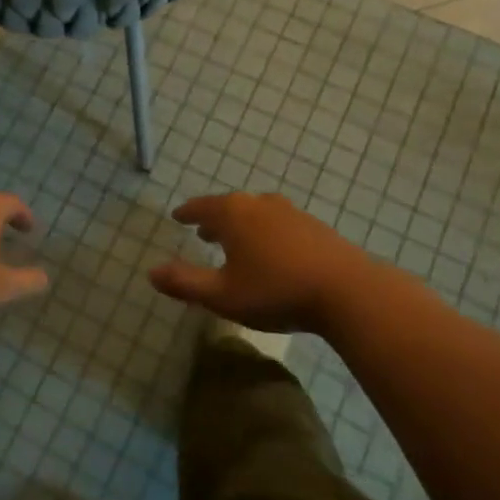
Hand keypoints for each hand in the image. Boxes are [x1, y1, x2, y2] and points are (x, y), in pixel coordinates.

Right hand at [149, 193, 373, 333]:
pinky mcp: (315, 228)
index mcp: (233, 214)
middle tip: (203, 232)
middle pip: (229, 206)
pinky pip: (279, 223)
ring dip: (241, 225)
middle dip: (214, 219)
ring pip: (256, 213)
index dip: (187, 213)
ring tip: (236, 241)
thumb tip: (151, 272)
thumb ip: (185, 283)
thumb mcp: (222, 295)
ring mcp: (291, 213)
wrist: (348, 292)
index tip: (177, 217)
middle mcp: (259, 204)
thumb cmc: (276, 291)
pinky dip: (266, 231)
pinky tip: (273, 251)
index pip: (201, 207)